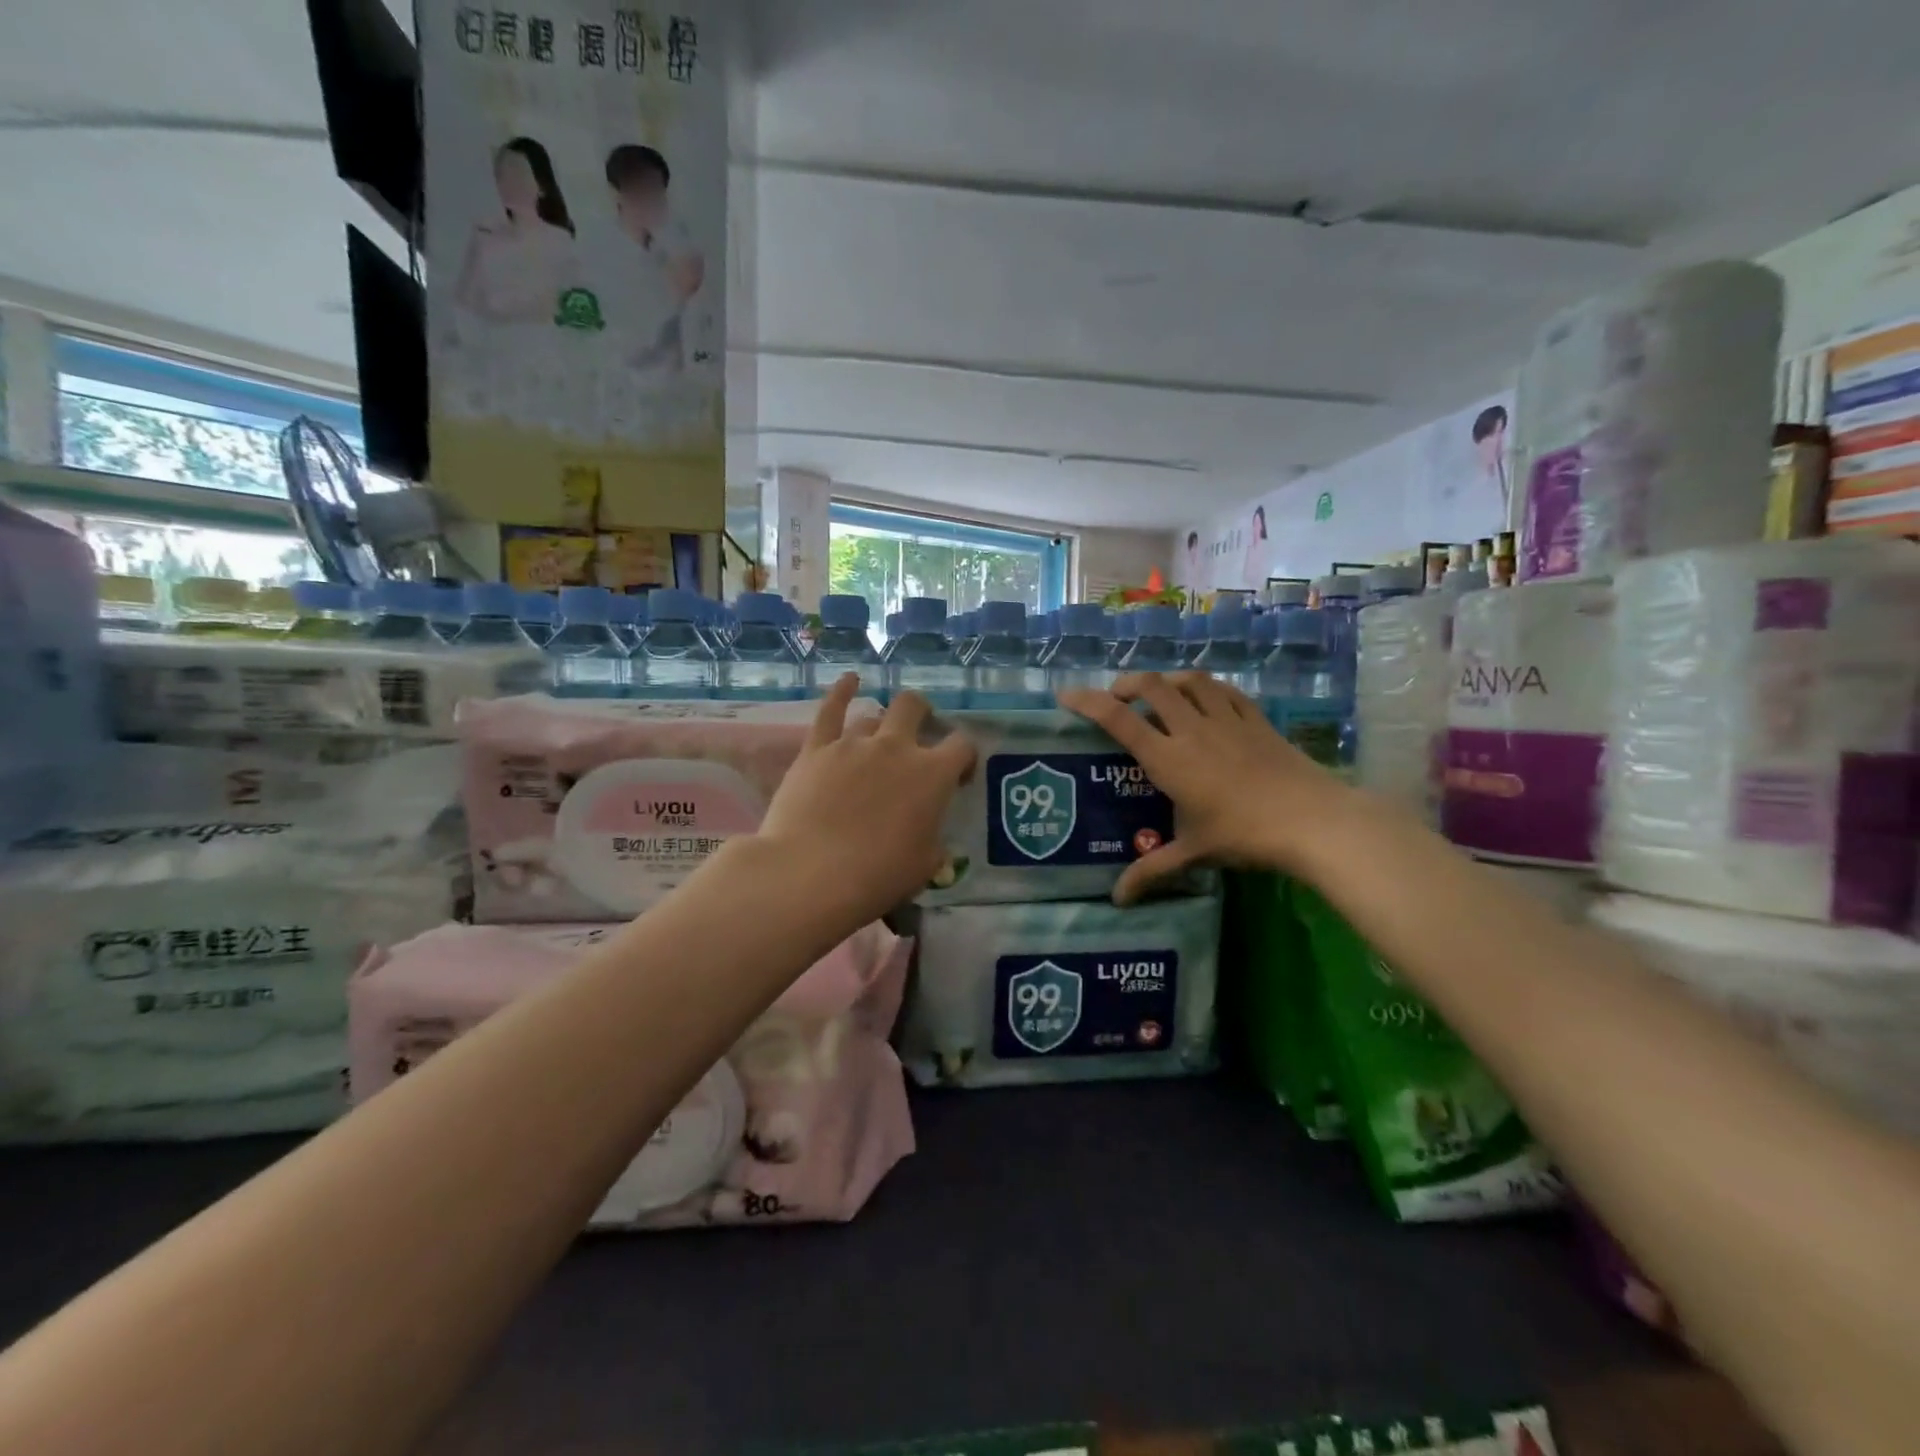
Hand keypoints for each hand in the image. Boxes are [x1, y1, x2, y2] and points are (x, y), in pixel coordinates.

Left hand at [756, 676, 976, 923]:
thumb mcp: (924, 866)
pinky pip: (830, 710)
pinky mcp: (816, 749)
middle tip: (919, 734)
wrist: (811, 873)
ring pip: (873, 716)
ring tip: (876, 742)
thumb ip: (934, 842)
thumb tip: (931, 837)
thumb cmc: (877, 875)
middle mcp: (897, 747)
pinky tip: (849, 680)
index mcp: (933, 774)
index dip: (965, 758)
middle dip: (922, 714)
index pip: (962, 746)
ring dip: (879, 726)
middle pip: (914, 707)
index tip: (959, 777)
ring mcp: (854, 743)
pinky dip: (841, 691)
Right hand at [1058, 672, 1352, 901]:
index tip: (1067, 695)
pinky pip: (1225, 691)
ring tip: (1158, 692)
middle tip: (1118, 698)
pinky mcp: (1256, 720)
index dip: (1088, 702)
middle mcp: (1192, 729)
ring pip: (1189, 681)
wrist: (1312, 820)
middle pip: (1152, 686)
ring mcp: (1227, 720)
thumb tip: (1117, 899)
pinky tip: (1205, 698)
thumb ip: (1152, 870)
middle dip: (1127, 684)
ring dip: (1166, 680)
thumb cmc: (1244, 835)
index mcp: (1168, 758)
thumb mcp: (1193, 853)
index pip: (1118, 719)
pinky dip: (1206, 688)